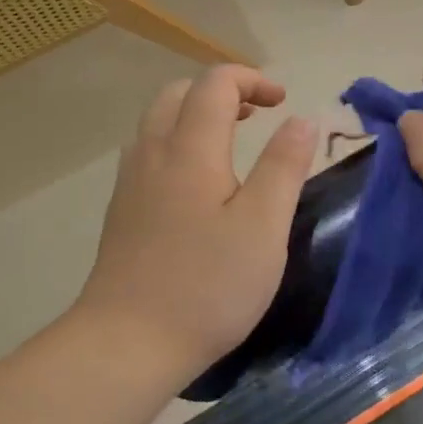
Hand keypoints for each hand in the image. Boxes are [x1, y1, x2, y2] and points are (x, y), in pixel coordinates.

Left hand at [77, 67, 316, 373]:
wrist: (127, 344)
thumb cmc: (207, 285)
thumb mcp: (263, 227)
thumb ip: (284, 167)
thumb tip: (301, 119)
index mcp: (190, 150)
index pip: (215, 83)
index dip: (251, 79)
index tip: (283, 101)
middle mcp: (153, 154)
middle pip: (179, 93)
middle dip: (221, 91)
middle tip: (256, 115)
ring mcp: (130, 182)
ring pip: (157, 121)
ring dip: (195, 114)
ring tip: (229, 141)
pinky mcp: (121, 211)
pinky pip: (147, 151)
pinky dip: (176, 142)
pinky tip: (196, 182)